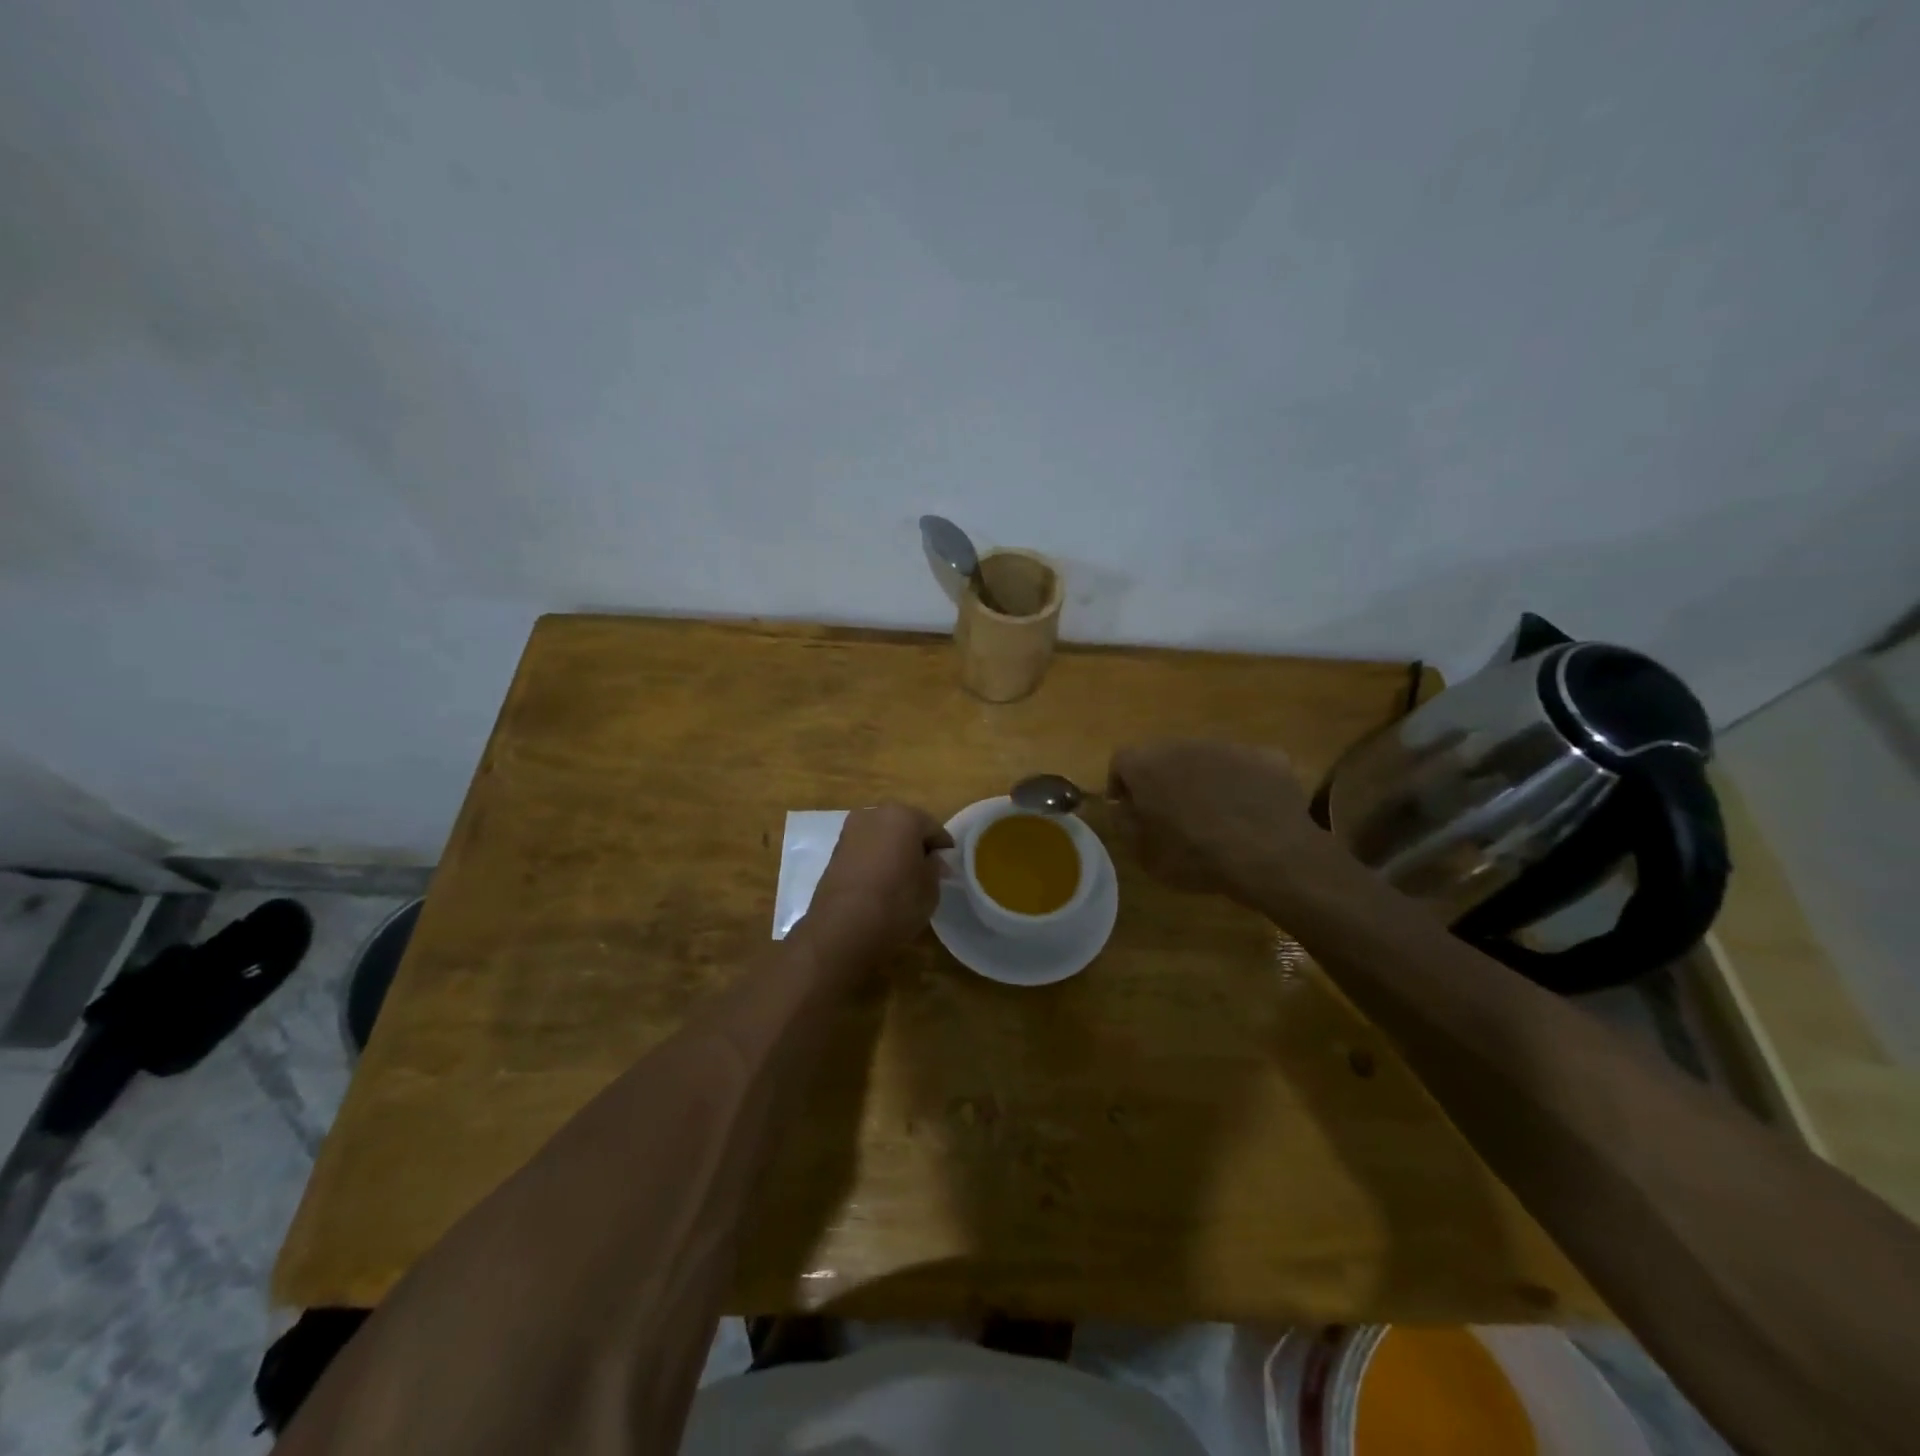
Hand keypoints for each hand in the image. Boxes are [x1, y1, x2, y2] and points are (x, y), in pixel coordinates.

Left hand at [805, 804, 953, 957]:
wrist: (843, 927)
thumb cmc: (897, 902)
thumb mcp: (930, 889)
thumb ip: (934, 868)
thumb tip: (932, 860)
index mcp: (903, 816)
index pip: (933, 828)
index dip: (943, 848)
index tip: (948, 866)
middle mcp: (874, 815)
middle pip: (904, 826)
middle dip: (915, 845)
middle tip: (925, 870)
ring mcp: (850, 831)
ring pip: (882, 837)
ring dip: (893, 851)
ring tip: (901, 878)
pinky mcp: (834, 851)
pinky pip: (864, 850)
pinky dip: (875, 860)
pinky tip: (880, 882)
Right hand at [1107, 740, 1316, 899]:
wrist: (1269, 855)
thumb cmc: (1195, 857)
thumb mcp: (1144, 854)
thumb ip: (1125, 824)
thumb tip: (1123, 807)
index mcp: (1147, 766)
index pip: (1121, 761)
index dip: (1121, 784)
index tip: (1129, 809)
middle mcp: (1184, 746)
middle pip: (1164, 756)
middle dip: (1163, 780)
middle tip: (1171, 813)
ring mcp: (1228, 747)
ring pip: (1205, 759)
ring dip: (1202, 779)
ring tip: (1214, 815)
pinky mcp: (1264, 756)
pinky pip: (1244, 767)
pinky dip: (1241, 785)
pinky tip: (1250, 813)